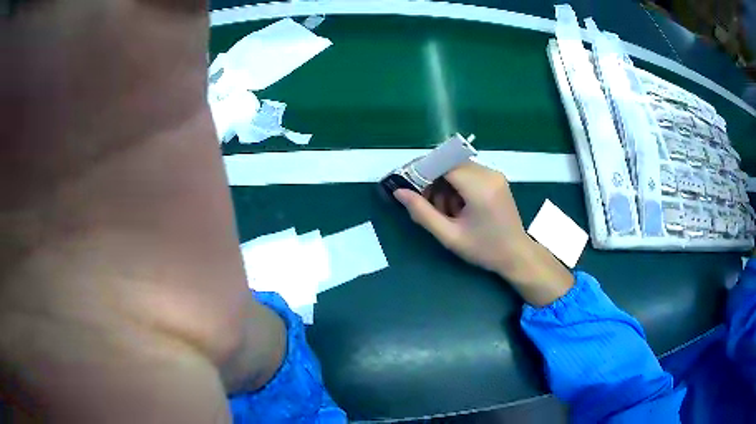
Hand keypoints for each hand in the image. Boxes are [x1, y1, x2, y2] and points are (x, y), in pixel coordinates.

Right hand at [394, 162, 573, 305]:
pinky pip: (468, 172)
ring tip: (445, 211)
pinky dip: (456, 185)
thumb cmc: (484, 249)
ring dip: (444, 184)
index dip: (422, 170)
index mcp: (479, 188)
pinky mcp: (496, 178)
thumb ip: (422, 213)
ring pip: (457, 167)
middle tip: (425, 203)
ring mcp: (494, 174)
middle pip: (450, 163)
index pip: (444, 164)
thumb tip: (399, 192)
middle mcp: (489, 174)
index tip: (407, 184)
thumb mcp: (450, 236)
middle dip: (433, 179)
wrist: (516, 254)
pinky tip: (457, 207)